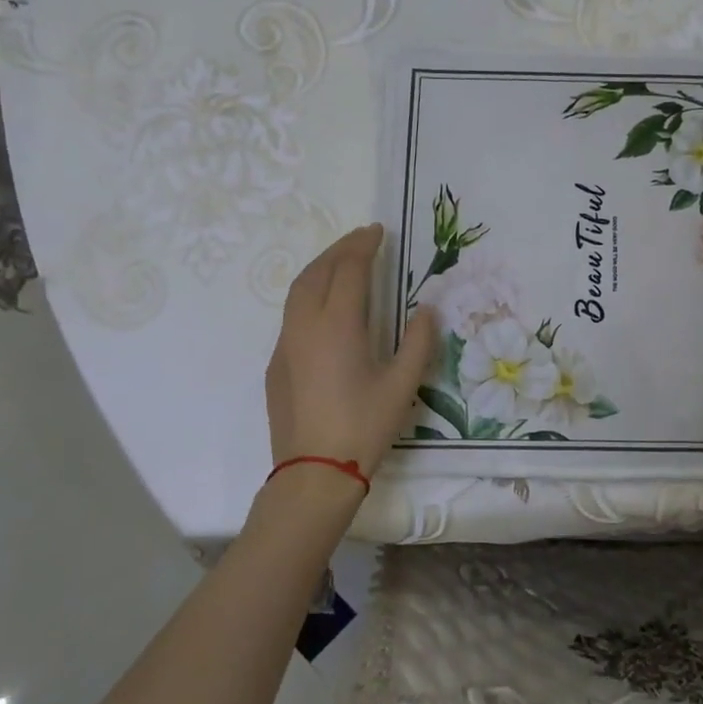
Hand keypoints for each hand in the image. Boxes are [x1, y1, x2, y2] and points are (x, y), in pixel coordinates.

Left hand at [265, 224, 436, 479]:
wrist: (314, 472)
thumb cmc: (364, 426)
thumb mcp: (402, 384)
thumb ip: (417, 342)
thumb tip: (426, 310)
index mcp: (338, 325)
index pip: (349, 270)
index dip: (364, 246)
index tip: (378, 231)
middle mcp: (305, 325)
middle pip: (317, 272)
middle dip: (339, 249)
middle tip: (361, 239)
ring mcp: (285, 344)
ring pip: (297, 291)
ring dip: (319, 268)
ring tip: (341, 263)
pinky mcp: (276, 364)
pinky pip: (291, 315)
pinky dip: (309, 295)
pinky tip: (325, 308)